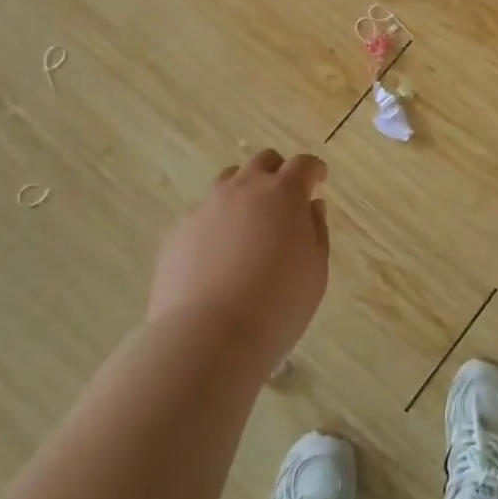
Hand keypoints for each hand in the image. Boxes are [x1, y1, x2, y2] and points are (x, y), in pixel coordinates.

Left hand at [147, 149, 329, 375]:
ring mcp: (207, 207)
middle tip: (284, 198)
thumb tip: (310, 207)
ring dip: (244, 191)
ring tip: (249, 222)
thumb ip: (316, 231)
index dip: (313, 169)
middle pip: (263, 162)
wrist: (207, 337)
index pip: (303, 165)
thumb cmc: (278, 305)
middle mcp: (244, 189)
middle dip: (277, 172)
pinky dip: (216, 223)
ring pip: (228, 181)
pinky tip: (218, 254)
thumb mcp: (315, 271)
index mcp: (284, 193)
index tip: (319, 178)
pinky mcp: (178, 231)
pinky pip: (202, 214)